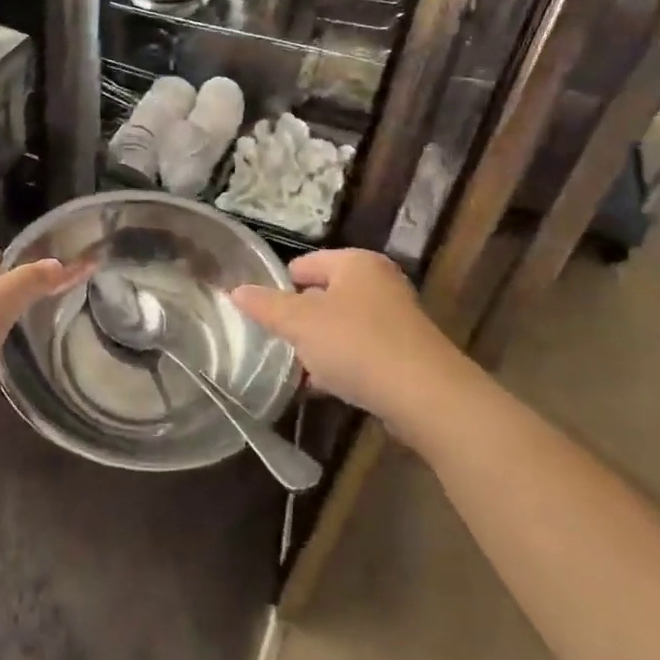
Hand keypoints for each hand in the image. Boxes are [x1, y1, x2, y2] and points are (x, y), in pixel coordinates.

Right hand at [230, 249, 468, 430]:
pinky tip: (321, 388)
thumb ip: (265, 306)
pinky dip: (340, 365)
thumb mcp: (300, 323)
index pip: (304, 264)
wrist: (425, 396)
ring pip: (341, 326)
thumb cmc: (356, 344)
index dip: (279, 286)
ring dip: (318, 346)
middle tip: (273, 342)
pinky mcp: (404, 354)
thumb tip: (235, 290)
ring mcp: (395, 319)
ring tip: (293, 369)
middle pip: (323, 295)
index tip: (259, 314)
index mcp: (355, 263)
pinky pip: (359, 352)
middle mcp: (379, 283)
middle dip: (298, 320)